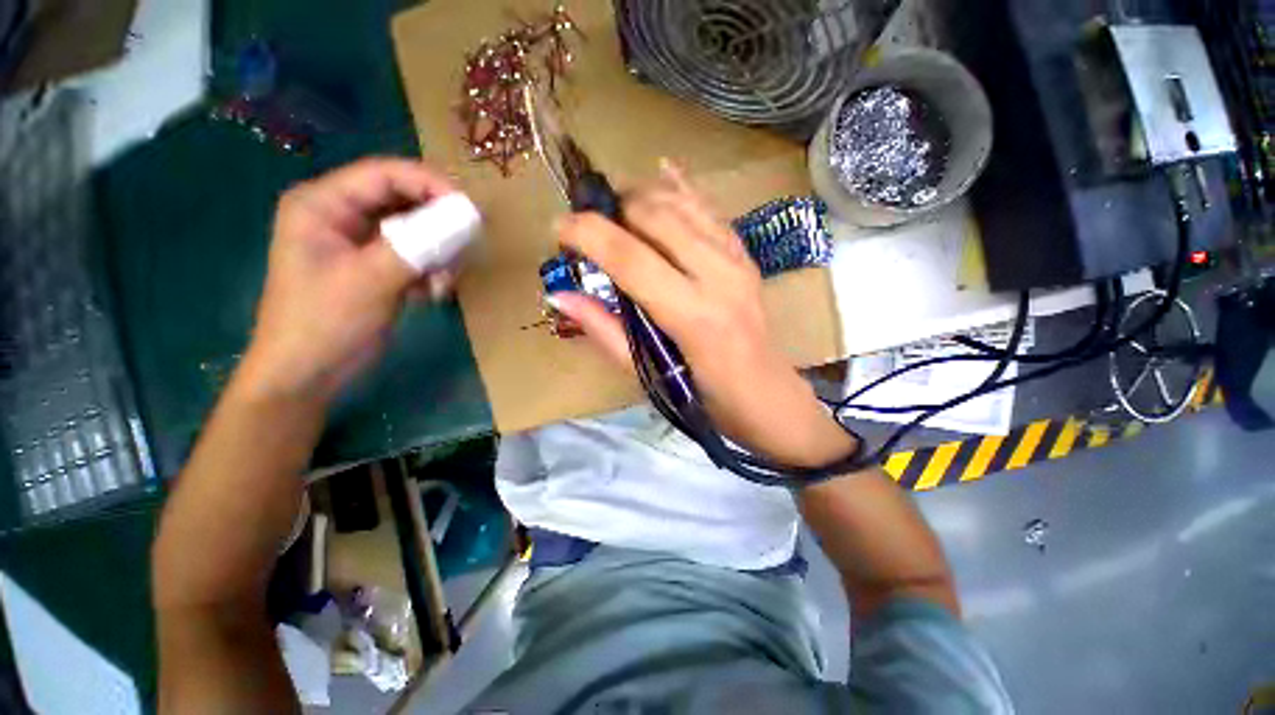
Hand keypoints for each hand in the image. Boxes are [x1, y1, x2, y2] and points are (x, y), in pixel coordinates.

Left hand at [236, 158, 456, 402]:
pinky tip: (432, 294)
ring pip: (417, 232)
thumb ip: (418, 245)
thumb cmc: (324, 323)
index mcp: (324, 205)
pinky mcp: (379, 269)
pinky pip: (417, 257)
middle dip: (438, 226)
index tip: (470, 209)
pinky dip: (431, 272)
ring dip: (438, 255)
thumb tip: (467, 219)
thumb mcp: (370, 280)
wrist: (309, 375)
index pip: (385, 175)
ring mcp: (363, 244)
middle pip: (405, 202)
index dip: (431, 185)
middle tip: (468, 246)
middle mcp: (343, 216)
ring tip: (443, 282)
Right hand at [554, 161, 855, 466]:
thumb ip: (606, 333)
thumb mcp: (650, 378)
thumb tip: (562, 296)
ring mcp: (737, 259)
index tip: (558, 227)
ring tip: (615, 211)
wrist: (770, 398)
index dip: (588, 233)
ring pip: (682, 203)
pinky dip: (682, 188)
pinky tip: (662, 172)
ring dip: (641, 197)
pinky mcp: (746, 256)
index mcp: (693, 315)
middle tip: (589, 225)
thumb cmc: (708, 399)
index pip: (630, 257)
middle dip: (613, 209)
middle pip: (656, 215)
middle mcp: (718, 276)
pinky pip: (710, 209)